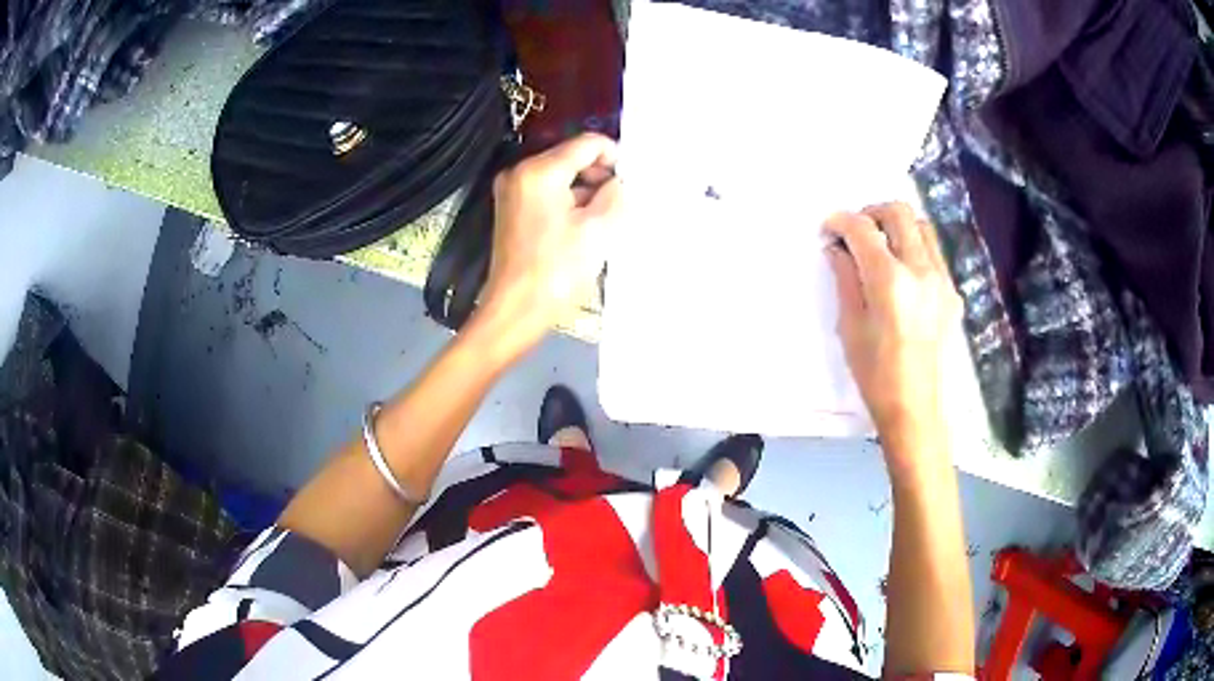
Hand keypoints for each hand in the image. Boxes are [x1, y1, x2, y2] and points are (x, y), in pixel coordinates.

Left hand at [475, 133, 621, 358]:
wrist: (515, 311)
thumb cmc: (557, 271)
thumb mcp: (598, 230)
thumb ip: (615, 195)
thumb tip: (620, 182)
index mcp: (540, 171)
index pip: (587, 144)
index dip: (615, 156)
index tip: (633, 180)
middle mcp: (521, 172)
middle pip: (571, 157)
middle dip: (600, 175)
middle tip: (622, 201)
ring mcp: (513, 191)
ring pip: (561, 176)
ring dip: (586, 191)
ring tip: (607, 218)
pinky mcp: (511, 209)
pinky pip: (548, 193)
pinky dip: (569, 202)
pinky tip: (586, 226)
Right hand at [823, 203, 961, 471]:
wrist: (914, 405)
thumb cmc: (875, 372)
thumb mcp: (849, 325)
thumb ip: (845, 278)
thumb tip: (837, 248)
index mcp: (890, 281)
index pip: (863, 229)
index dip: (841, 221)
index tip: (828, 229)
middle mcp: (921, 270)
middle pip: (899, 212)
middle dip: (871, 213)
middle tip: (855, 232)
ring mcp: (942, 279)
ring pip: (922, 226)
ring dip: (897, 225)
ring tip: (880, 245)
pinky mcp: (952, 292)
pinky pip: (933, 252)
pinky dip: (914, 246)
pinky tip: (902, 271)